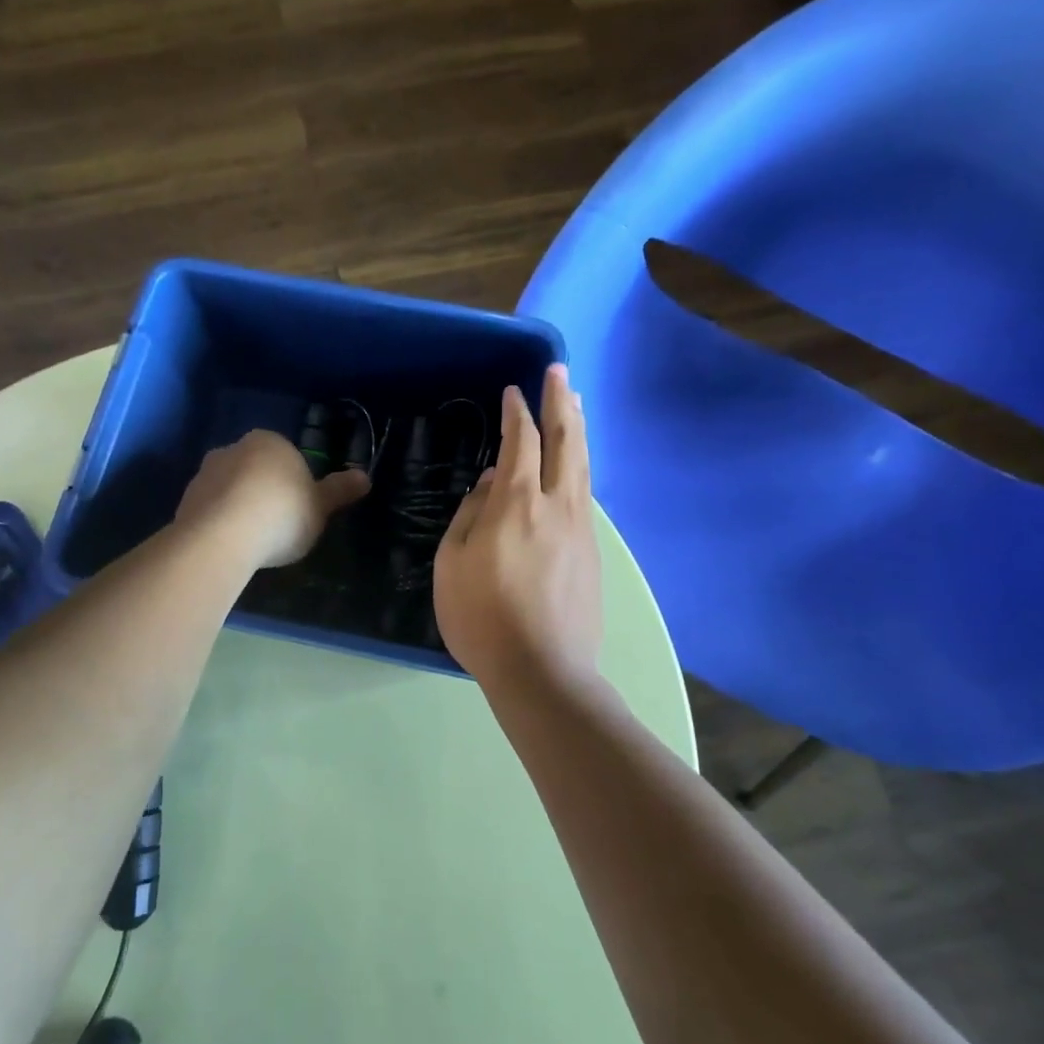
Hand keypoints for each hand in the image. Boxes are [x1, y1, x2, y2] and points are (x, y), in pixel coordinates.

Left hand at [176, 430, 369, 569]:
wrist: (222, 538)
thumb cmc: (281, 514)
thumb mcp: (321, 506)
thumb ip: (340, 491)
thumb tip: (365, 477)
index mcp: (268, 441)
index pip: (287, 456)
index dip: (296, 483)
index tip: (300, 509)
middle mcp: (232, 448)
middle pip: (256, 470)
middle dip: (265, 491)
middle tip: (279, 526)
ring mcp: (203, 474)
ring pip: (230, 489)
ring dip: (240, 507)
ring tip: (254, 541)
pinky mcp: (184, 502)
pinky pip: (211, 511)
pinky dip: (220, 524)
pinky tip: (231, 546)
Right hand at [435, 364, 601, 691]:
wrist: (543, 671)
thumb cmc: (483, 619)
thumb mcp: (452, 564)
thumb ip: (471, 516)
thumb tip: (491, 485)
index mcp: (516, 504)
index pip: (521, 442)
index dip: (518, 413)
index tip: (515, 391)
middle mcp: (556, 505)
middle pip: (565, 440)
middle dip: (561, 402)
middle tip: (559, 372)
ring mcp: (580, 528)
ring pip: (583, 465)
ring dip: (578, 429)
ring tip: (576, 404)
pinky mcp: (592, 551)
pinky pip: (585, 494)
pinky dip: (580, 465)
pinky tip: (576, 465)